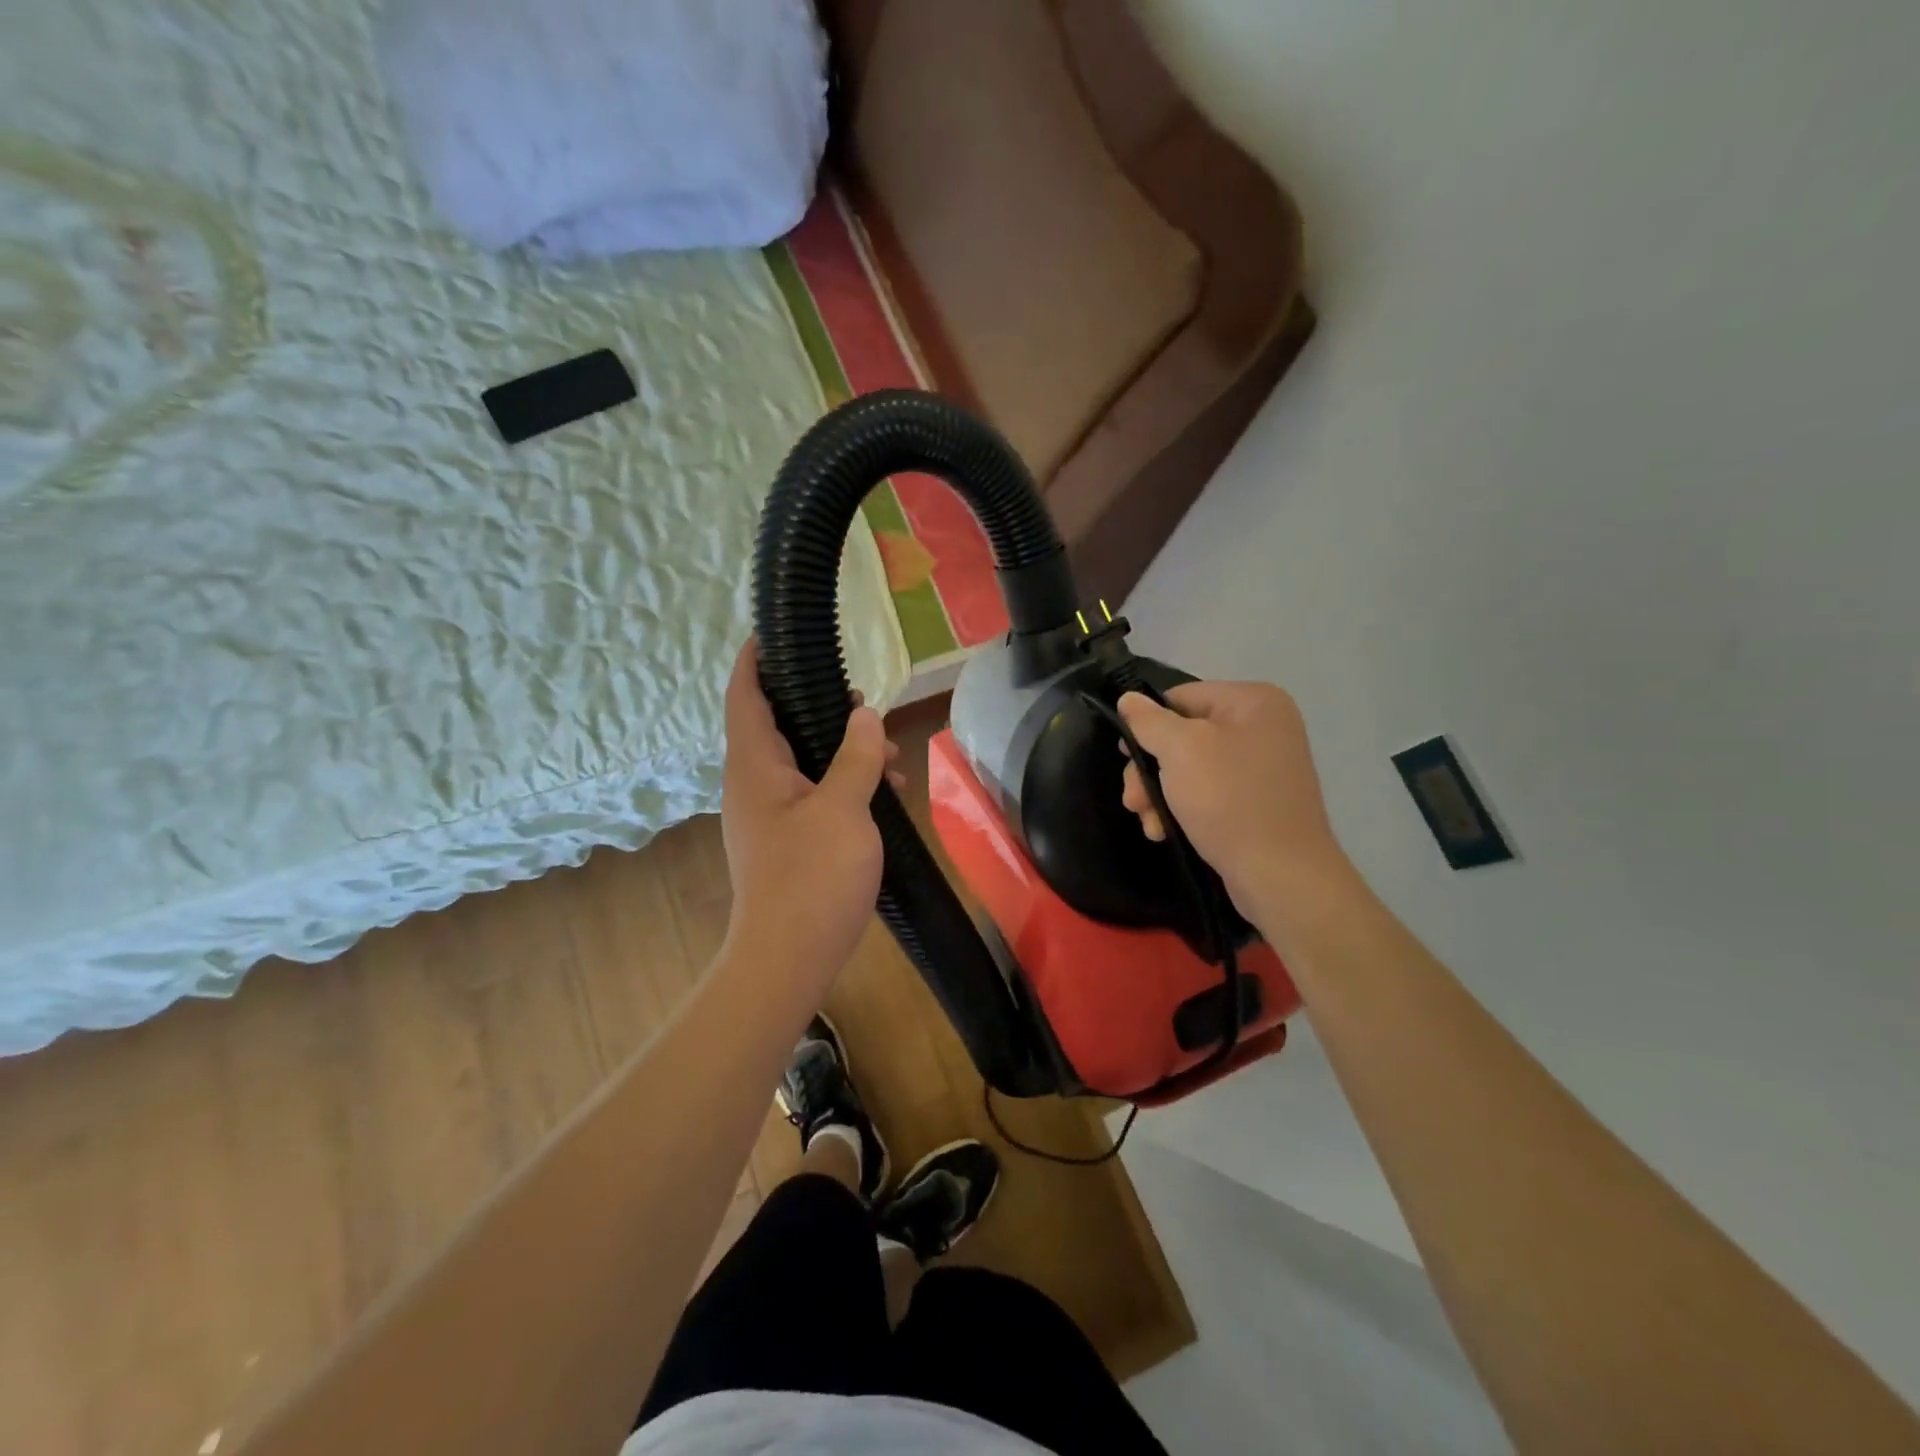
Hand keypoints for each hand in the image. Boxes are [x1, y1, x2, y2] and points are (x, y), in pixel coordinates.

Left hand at [720, 641, 904, 988]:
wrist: (789, 959)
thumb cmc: (812, 878)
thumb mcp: (845, 809)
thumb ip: (855, 756)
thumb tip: (863, 714)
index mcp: (755, 766)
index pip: (745, 695)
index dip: (756, 659)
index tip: (776, 632)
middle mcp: (754, 783)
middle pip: (777, 724)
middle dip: (819, 706)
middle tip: (861, 699)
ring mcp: (768, 814)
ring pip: (801, 761)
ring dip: (840, 751)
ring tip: (888, 755)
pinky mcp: (785, 839)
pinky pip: (812, 793)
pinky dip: (842, 784)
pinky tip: (881, 793)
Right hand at [1117, 681, 1347, 922]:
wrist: (1281, 875)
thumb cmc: (1229, 800)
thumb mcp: (1181, 750)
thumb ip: (1149, 721)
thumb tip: (1127, 699)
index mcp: (1252, 701)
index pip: (1180, 697)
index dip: (1147, 725)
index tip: (1125, 757)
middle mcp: (1263, 727)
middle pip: (1182, 736)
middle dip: (1150, 770)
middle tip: (1132, 801)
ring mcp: (1262, 767)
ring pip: (1189, 769)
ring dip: (1159, 795)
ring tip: (1148, 823)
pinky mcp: (1256, 802)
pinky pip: (1208, 793)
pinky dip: (1182, 810)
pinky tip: (1165, 832)